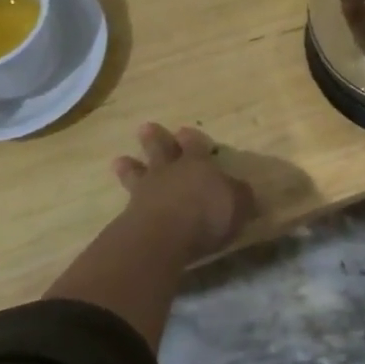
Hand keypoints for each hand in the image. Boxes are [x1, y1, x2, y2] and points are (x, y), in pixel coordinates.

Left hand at [111, 123, 254, 260]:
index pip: (195, 146)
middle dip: (154, 139)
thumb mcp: (238, 205)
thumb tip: (244, 193)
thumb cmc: (207, 214)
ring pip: (137, 172)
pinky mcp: (130, 215)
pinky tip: (122, 202)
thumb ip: (240, 197)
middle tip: (145, 128)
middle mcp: (170, 172)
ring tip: (120, 160)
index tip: (184, 131)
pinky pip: (128, 201)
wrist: (164, 235)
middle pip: (161, 150)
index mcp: (198, 164)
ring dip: (130, 166)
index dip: (191, 139)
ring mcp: (146, 191)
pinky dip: (126, 198)